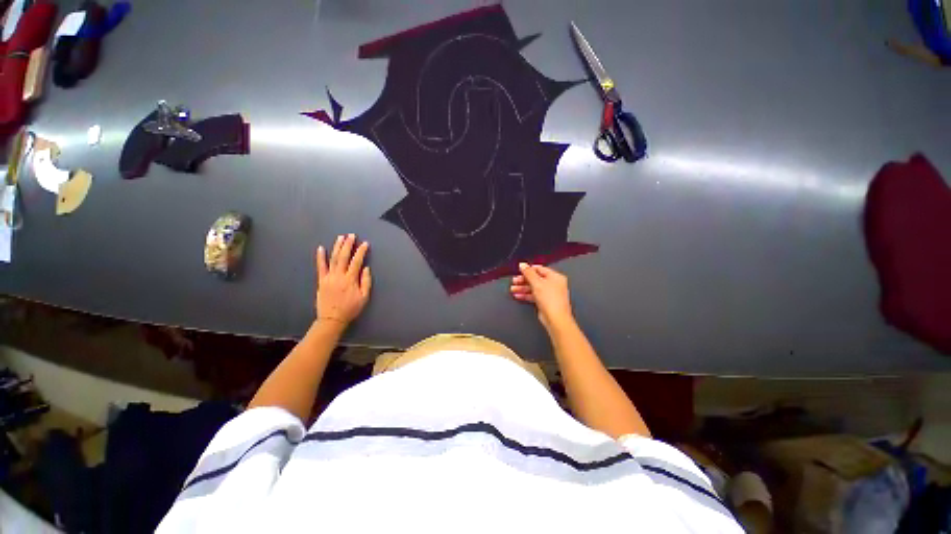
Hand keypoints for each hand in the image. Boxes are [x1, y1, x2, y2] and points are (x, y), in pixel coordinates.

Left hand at [315, 234, 371, 325]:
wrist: (332, 319)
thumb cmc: (351, 308)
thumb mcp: (364, 297)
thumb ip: (366, 282)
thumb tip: (366, 268)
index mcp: (350, 280)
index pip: (356, 261)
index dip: (361, 251)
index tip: (365, 243)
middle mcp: (339, 276)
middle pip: (343, 257)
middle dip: (348, 245)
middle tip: (351, 235)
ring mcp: (328, 277)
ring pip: (333, 259)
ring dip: (337, 247)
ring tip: (340, 237)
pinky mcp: (321, 280)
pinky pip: (320, 267)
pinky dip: (320, 257)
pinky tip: (321, 248)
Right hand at [510, 262, 574, 330]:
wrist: (555, 318)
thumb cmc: (550, 300)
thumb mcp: (537, 283)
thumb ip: (528, 273)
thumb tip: (523, 265)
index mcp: (555, 276)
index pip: (540, 269)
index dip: (529, 269)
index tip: (519, 271)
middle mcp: (554, 284)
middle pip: (536, 278)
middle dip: (523, 280)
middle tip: (514, 281)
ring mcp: (549, 294)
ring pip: (534, 288)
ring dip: (523, 288)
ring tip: (513, 289)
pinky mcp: (545, 302)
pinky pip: (534, 296)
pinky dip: (526, 295)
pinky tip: (518, 295)